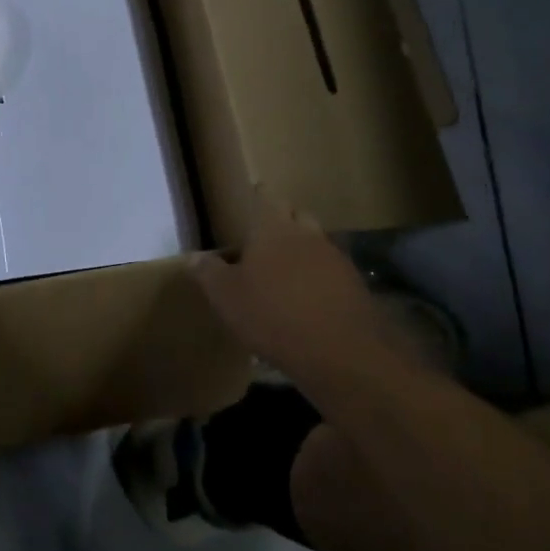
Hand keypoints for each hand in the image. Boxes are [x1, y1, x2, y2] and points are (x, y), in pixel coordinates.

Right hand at [190, 187, 391, 387]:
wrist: (344, 354)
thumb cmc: (274, 315)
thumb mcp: (227, 297)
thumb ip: (209, 273)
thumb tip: (193, 256)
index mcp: (273, 228)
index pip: (266, 197)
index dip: (258, 196)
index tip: (252, 198)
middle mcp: (307, 234)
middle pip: (296, 215)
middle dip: (283, 220)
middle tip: (266, 236)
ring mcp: (336, 259)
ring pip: (317, 243)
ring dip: (304, 251)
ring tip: (288, 271)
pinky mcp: (356, 287)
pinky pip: (333, 272)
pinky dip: (322, 278)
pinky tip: (312, 299)